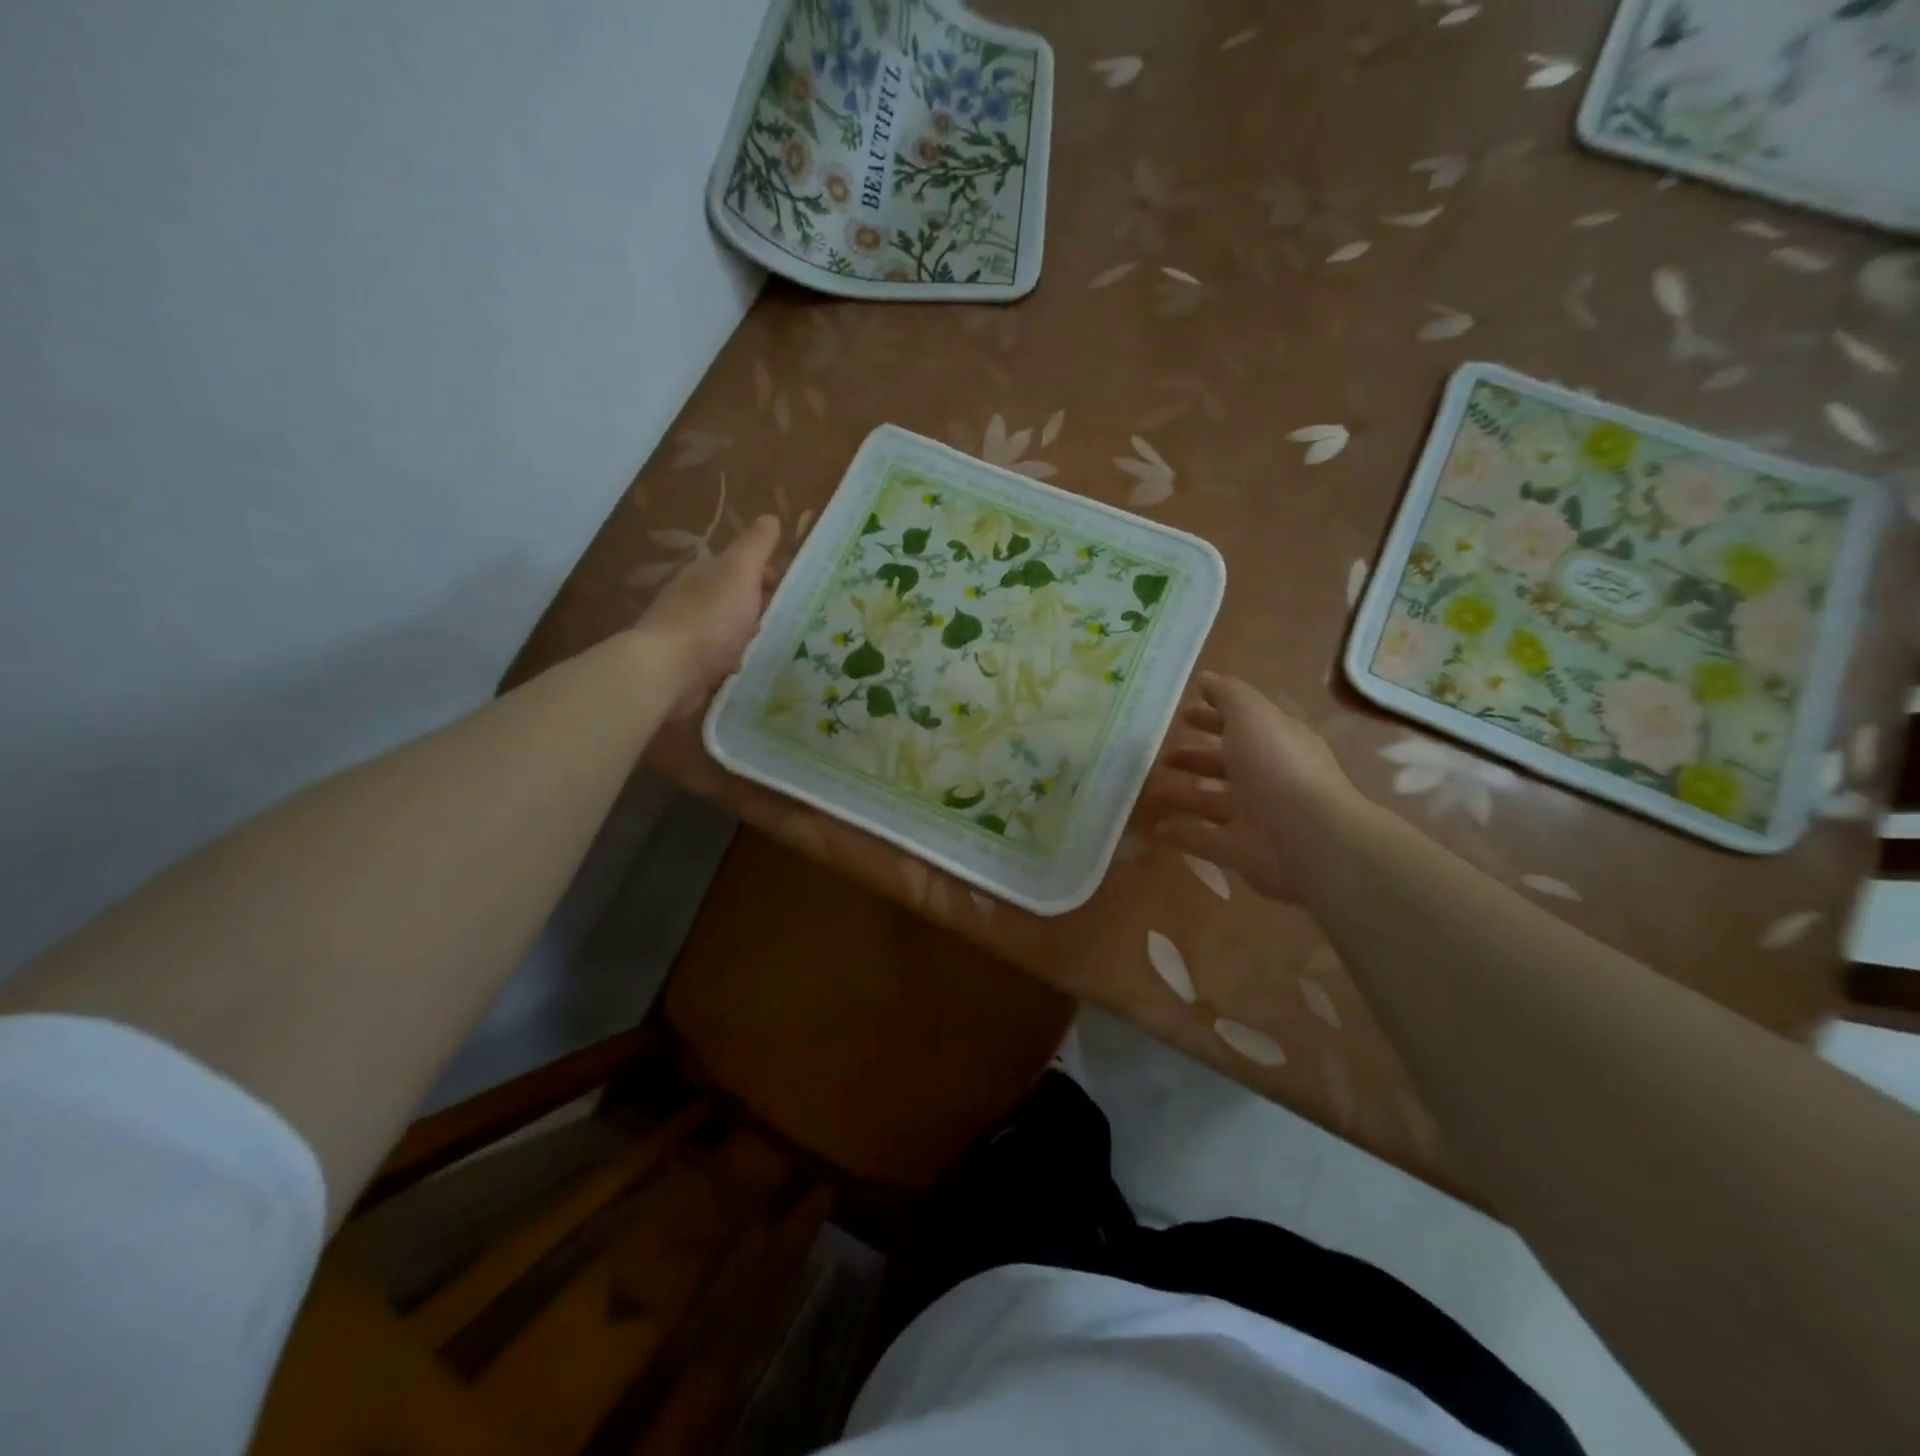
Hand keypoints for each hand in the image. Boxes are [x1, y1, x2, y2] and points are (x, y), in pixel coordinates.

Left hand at [635, 514, 780, 716]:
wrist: (668, 670)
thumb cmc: (710, 618)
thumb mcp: (740, 572)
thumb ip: (756, 546)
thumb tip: (770, 518)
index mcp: (705, 572)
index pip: (740, 565)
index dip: (768, 573)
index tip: (793, 590)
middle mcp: (693, 598)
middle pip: (733, 595)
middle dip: (759, 604)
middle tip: (791, 619)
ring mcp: (688, 632)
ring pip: (726, 626)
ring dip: (747, 632)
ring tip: (775, 644)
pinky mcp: (687, 664)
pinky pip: (718, 655)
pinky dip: (733, 657)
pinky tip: (748, 667)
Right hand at [1143, 672, 1365, 902]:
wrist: (1309, 839)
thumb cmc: (1279, 767)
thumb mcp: (1252, 717)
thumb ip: (1229, 696)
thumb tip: (1206, 678)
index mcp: (1275, 742)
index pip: (1243, 724)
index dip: (1214, 716)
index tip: (1182, 713)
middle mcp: (1267, 777)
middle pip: (1226, 763)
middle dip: (1195, 756)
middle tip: (1162, 754)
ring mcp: (1255, 816)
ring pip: (1212, 801)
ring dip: (1182, 794)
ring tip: (1149, 790)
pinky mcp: (1242, 851)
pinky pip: (1206, 839)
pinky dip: (1183, 833)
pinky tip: (1157, 828)